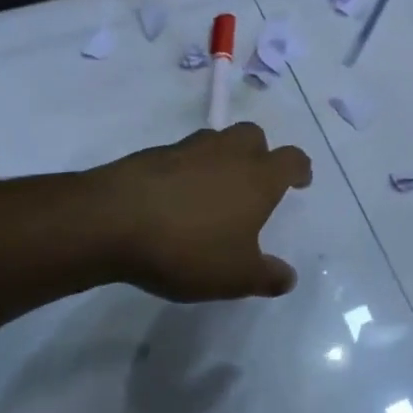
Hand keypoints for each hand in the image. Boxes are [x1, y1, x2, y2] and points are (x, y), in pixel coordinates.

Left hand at [93, 123, 312, 302]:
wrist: (111, 221)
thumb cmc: (188, 248)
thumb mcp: (235, 276)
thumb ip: (266, 276)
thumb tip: (288, 277)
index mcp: (257, 178)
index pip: (291, 160)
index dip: (299, 169)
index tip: (300, 181)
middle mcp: (226, 153)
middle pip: (253, 136)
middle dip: (259, 153)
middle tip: (254, 181)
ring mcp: (186, 150)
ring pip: (215, 140)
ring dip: (221, 158)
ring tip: (213, 190)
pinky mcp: (150, 155)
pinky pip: (179, 155)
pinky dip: (185, 170)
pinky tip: (175, 199)